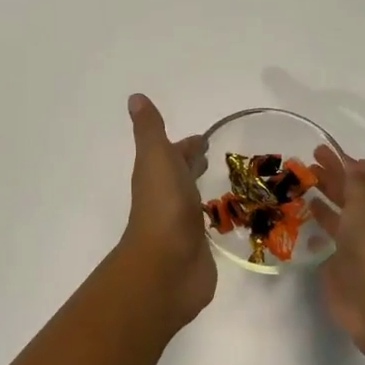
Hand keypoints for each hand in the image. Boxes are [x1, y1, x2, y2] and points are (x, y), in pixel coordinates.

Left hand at [117, 94, 217, 329]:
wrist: (168, 266)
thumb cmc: (163, 206)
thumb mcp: (155, 158)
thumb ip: (150, 130)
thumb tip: (135, 97)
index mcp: (156, 175)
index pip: (172, 154)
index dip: (185, 145)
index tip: (204, 138)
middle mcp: (167, 198)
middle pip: (180, 176)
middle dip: (193, 164)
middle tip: (214, 156)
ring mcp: (181, 224)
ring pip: (193, 200)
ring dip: (203, 189)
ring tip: (230, 183)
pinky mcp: (198, 248)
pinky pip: (207, 226)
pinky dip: (214, 217)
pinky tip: (230, 217)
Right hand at [310, 145, 364, 355]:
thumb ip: (357, 183)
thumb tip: (357, 161)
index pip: (360, 180)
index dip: (341, 164)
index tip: (318, 150)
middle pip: (347, 198)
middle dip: (328, 180)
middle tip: (302, 167)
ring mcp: (353, 249)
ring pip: (335, 219)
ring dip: (320, 204)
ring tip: (296, 190)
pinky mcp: (337, 269)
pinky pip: (324, 243)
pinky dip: (314, 231)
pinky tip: (298, 225)